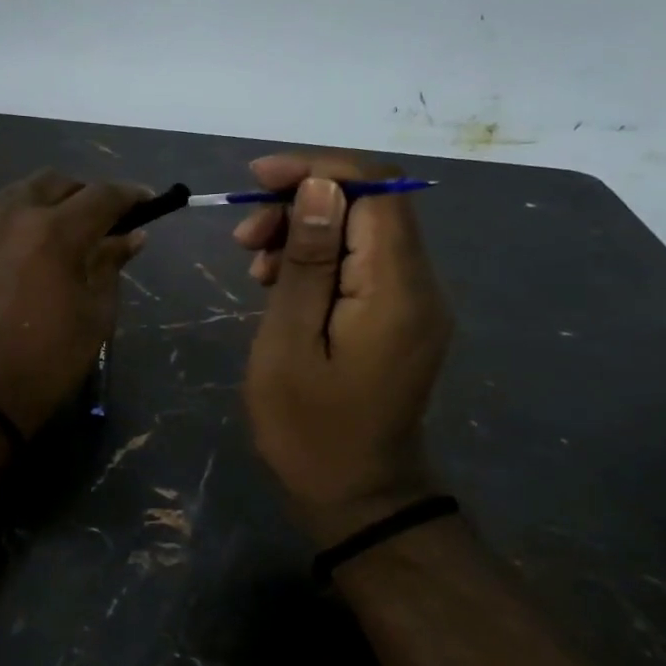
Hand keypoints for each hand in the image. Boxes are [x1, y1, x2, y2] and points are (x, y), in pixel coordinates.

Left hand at [0, 170, 149, 436]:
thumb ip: (111, 264)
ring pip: (20, 192)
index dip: (130, 195)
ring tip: (64, 227)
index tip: (147, 201)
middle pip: (56, 182)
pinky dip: (19, 221)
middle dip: (85, 193)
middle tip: (103, 218)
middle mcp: (14, 217)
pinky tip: (28, 249)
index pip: (101, 196)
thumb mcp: (96, 313)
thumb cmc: (51, 358)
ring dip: (49, 200)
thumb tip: (132, 236)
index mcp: (54, 233)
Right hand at [234, 154, 451, 544]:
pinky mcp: (401, 316)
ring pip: (362, 231)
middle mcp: (420, 285)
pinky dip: (320, 260)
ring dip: (306, 231)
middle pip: (369, 204)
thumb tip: (320, 187)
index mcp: (397, 289)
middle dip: (302, 203)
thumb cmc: (309, 429)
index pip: (374, 189)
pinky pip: (362, 264)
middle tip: (245, 237)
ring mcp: (415, 302)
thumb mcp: (289, 344)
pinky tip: (279, 282)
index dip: (317, 170)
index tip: (258, 179)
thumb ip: (308, 262)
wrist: (356, 495)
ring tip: (255, 263)